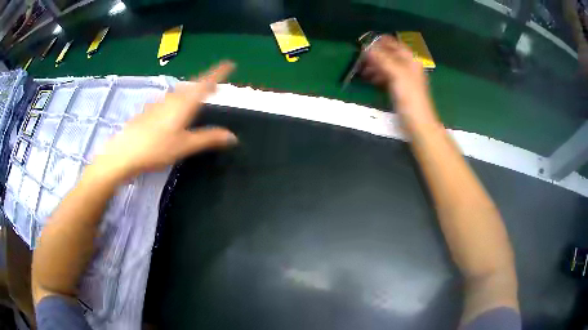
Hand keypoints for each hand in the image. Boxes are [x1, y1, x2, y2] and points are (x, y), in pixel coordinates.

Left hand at [93, 61, 237, 180]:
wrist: (124, 153)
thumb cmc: (156, 148)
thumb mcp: (185, 146)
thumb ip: (209, 138)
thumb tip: (232, 136)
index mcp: (184, 104)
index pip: (205, 83)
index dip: (218, 73)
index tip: (229, 64)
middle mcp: (171, 99)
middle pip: (192, 86)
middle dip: (205, 83)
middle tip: (215, 86)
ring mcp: (158, 103)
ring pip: (179, 93)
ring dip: (191, 92)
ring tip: (197, 97)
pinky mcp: (148, 111)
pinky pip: (168, 100)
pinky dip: (177, 101)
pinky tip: (173, 111)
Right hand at [362, 35, 435, 123]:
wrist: (418, 123)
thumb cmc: (409, 97)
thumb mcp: (396, 74)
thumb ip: (382, 58)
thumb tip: (366, 47)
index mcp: (409, 59)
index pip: (392, 43)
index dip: (378, 42)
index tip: (362, 44)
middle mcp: (407, 65)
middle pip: (387, 53)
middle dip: (373, 54)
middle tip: (359, 59)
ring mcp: (403, 77)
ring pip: (385, 65)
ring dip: (373, 65)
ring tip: (361, 70)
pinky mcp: (398, 88)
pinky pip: (385, 76)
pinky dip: (376, 75)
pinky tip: (368, 79)